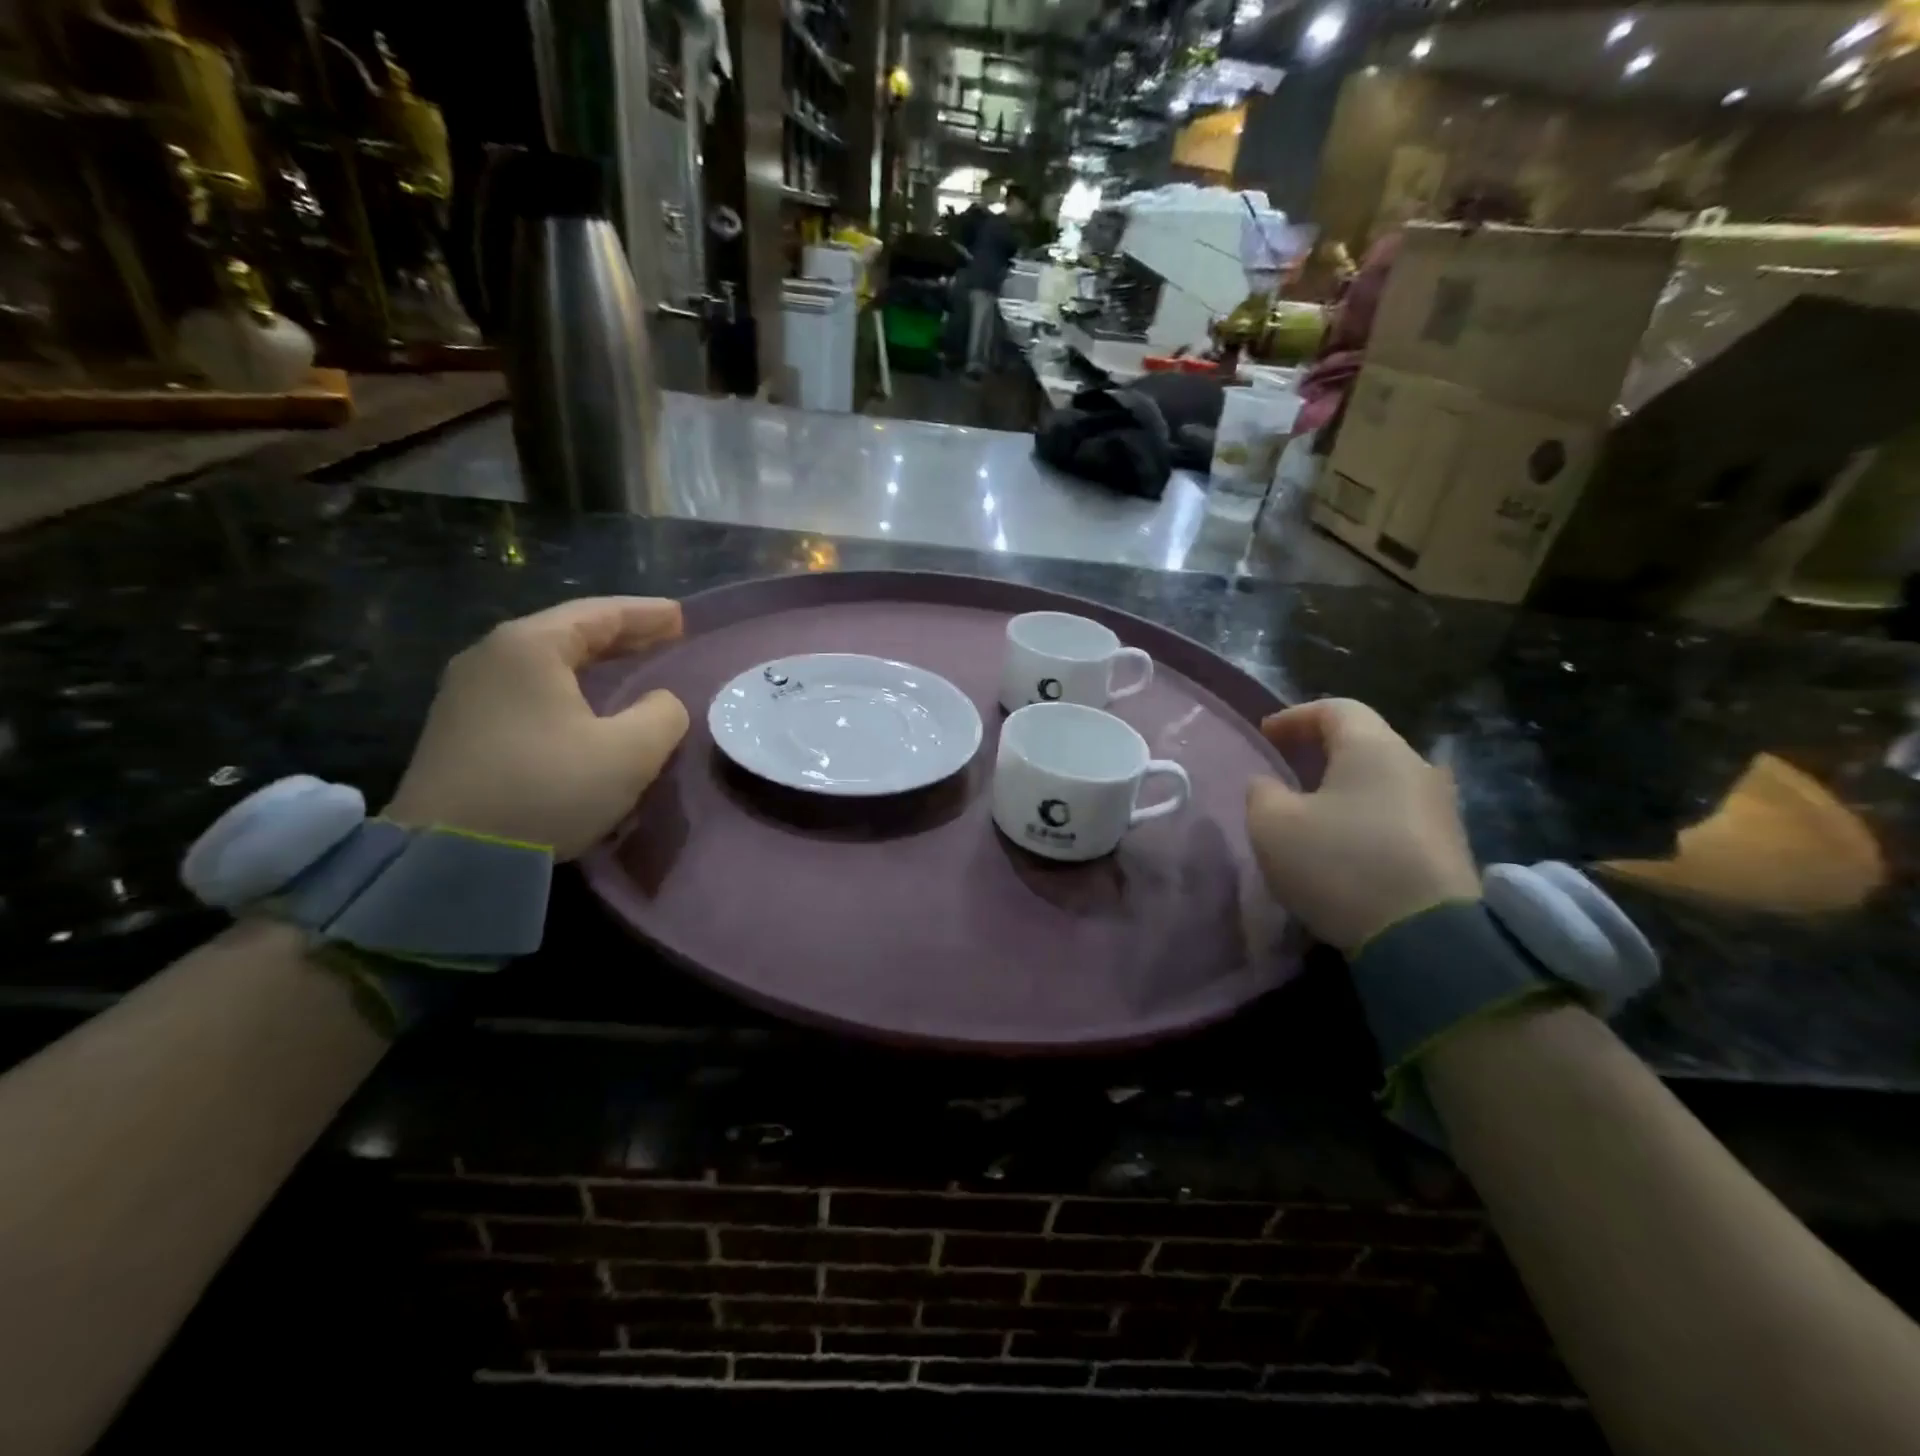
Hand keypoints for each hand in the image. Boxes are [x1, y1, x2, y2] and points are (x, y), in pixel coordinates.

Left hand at [385, 598, 689, 859]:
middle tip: (665, 637)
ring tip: (630, 666)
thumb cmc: (546, 789)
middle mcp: (491, 656)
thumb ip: (662, 715)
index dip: (647, 614)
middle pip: (568, 632)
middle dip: (622, 634)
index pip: (600, 614)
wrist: (446, 856)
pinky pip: (526, 688)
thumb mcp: (629, 753)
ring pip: (545, 661)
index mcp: (529, 647)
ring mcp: (467, 692)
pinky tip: (585, 703)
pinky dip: (566, 685)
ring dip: (593, 662)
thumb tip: (660, 703)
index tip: (682, 616)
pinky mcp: (460, 728)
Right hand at [1246, 698, 1480, 953]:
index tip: (1265, 735)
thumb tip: (1269, 785)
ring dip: (1343, 787)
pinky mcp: (1449, 848)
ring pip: (1381, 780)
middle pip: (1363, 742)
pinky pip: (1396, 814)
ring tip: (1311, 810)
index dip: (1295, 717)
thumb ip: (1261, 793)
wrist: (1426, 940)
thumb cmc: (1340, 864)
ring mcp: (1439, 808)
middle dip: (1320, 751)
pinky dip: (1364, 816)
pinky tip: (1343, 844)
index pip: (1335, 709)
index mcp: (1373, 748)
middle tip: (1286, 769)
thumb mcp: (1272, 825)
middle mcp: (1415, 766)